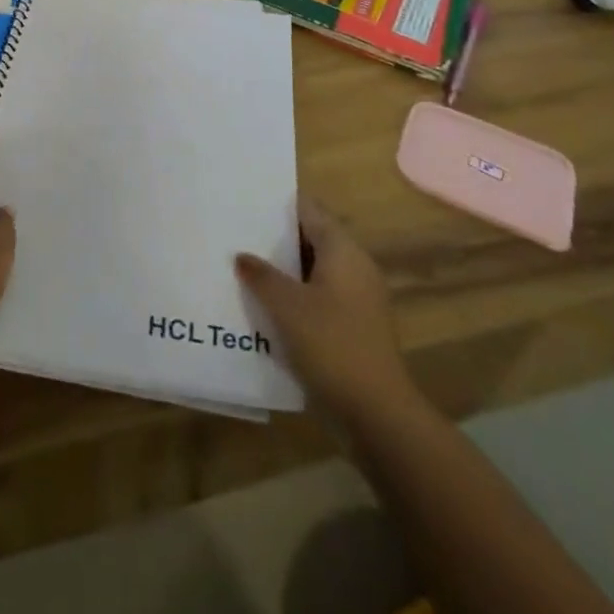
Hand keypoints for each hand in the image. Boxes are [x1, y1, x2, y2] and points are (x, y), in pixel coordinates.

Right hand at [235, 197, 416, 421]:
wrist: (377, 413)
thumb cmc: (331, 344)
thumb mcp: (286, 306)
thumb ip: (261, 275)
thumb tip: (242, 255)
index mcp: (343, 250)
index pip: (309, 209)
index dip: (279, 203)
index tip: (246, 200)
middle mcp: (354, 267)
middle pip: (311, 239)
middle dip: (276, 238)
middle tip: (236, 233)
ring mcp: (357, 299)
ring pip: (313, 271)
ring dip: (283, 271)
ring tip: (243, 267)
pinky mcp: (353, 328)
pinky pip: (318, 298)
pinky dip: (294, 297)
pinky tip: (265, 307)